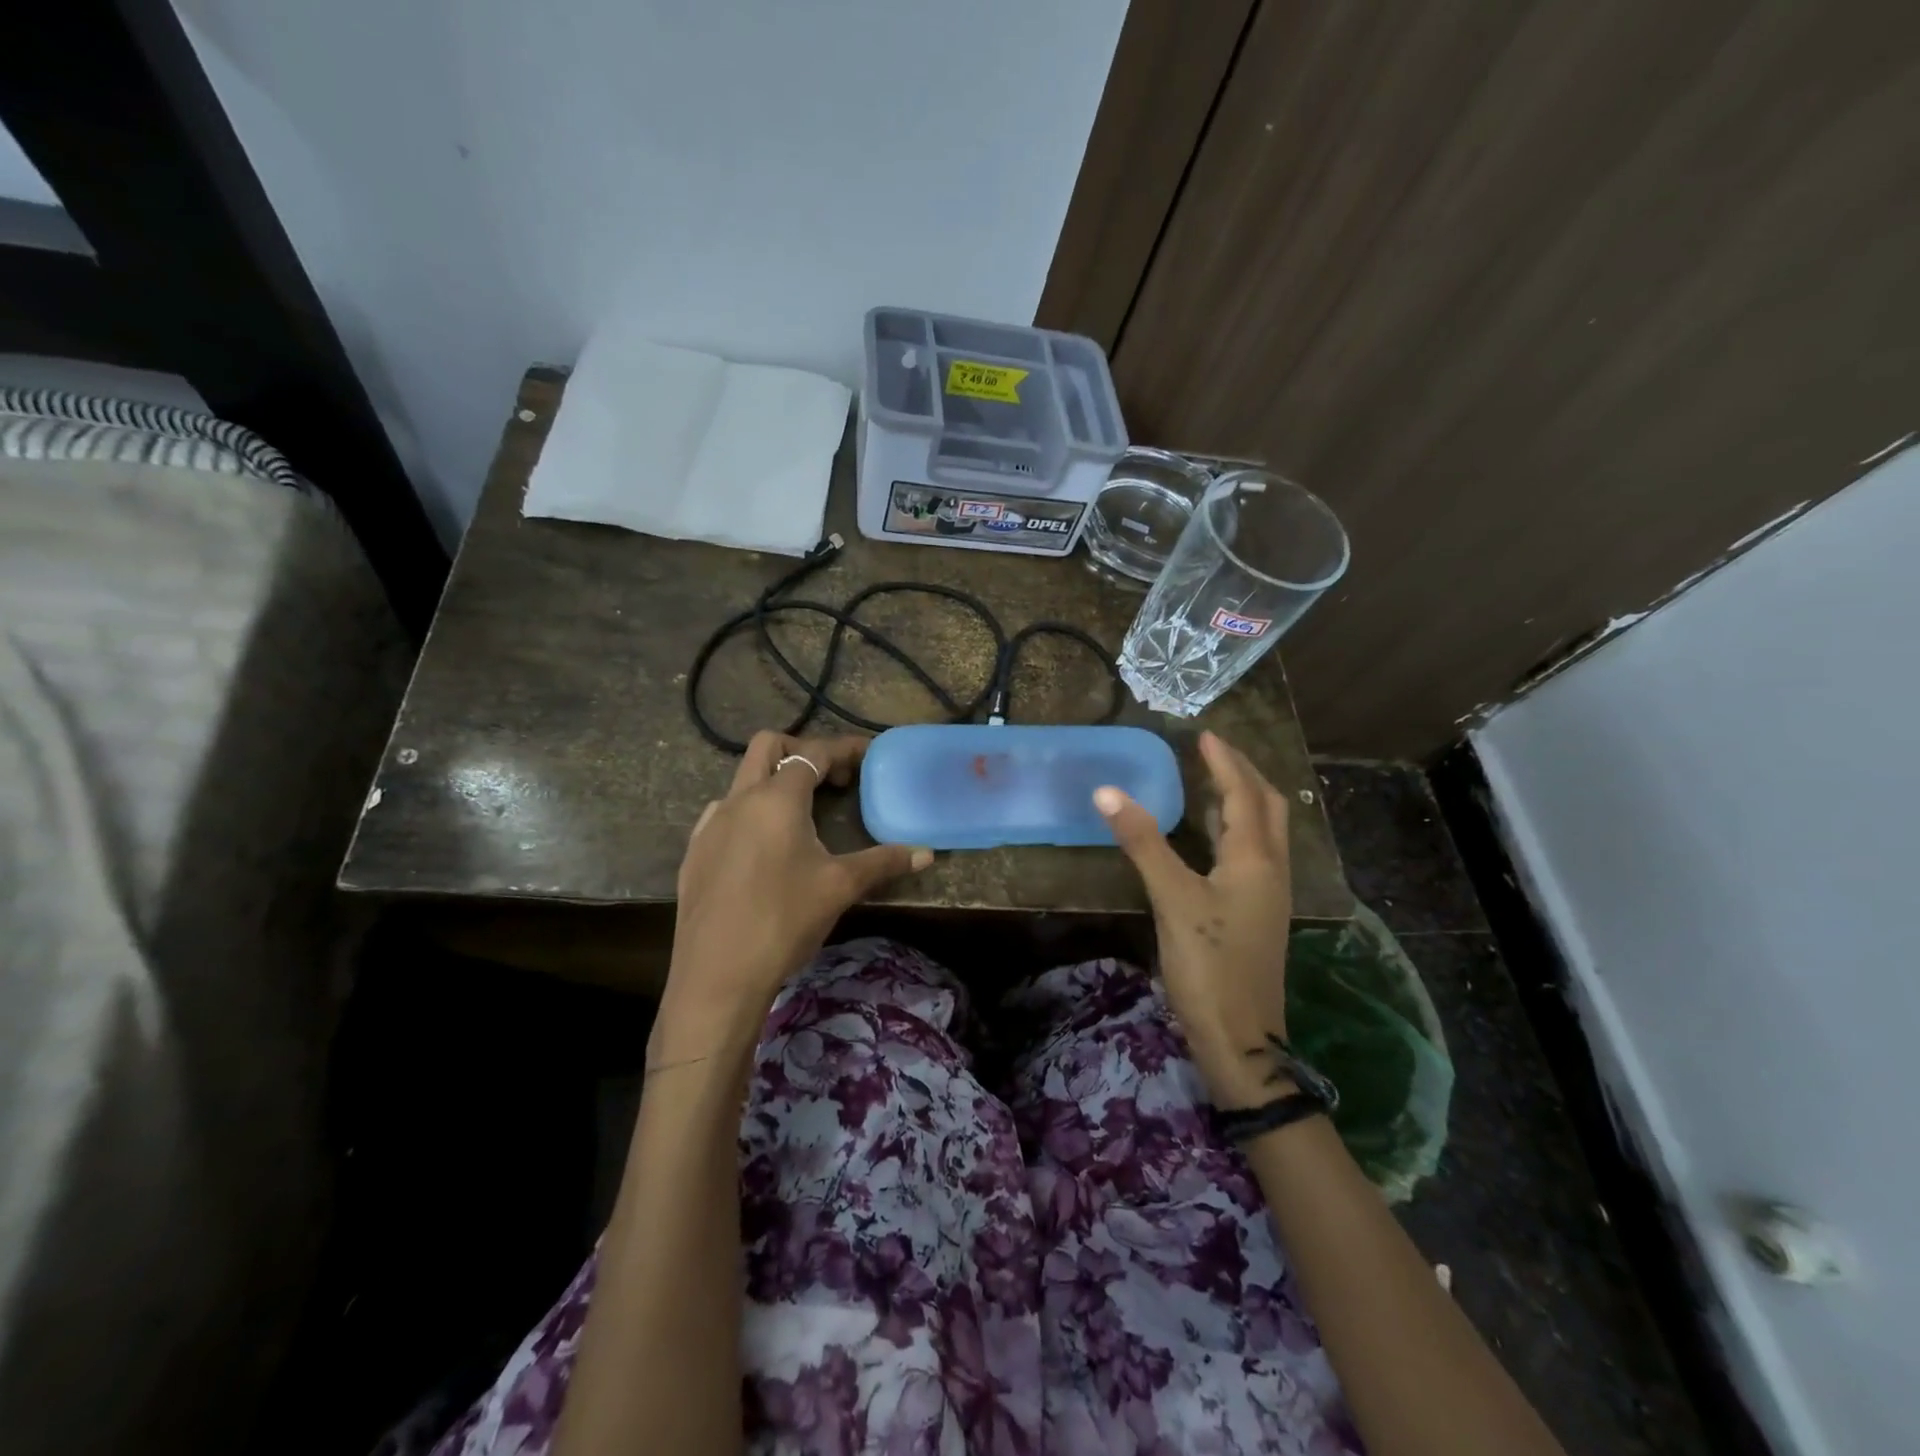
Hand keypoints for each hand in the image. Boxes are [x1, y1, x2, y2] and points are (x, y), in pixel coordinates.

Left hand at [651, 731, 930, 1068]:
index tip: (867, 755)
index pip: (813, 753)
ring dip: (774, 781)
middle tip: (831, 779)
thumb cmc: (784, 921)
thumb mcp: (840, 887)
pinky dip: (750, 811)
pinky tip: (764, 847)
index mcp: (776, 799)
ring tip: (802, 815)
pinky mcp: (695, 852)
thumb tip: (927, 853)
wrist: (717, 975)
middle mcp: (738, 800)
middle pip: (768, 746)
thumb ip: (883, 862)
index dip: (843, 748)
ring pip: (742, 779)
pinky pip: (724, 812)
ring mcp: (710, 825)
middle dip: (802, 750)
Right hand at [1094, 731, 1293, 1108]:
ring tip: (1210, 783)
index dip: (1225, 762)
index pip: (1244, 794)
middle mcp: (1272, 870)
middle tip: (1212, 753)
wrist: (1241, 1040)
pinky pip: (1252, 855)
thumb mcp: (1172, 899)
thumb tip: (1108, 792)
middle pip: (1267, 807)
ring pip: (1263, 833)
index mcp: (1256, 859)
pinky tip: (1210, 839)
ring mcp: (1268, 895)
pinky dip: (1234, 831)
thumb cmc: (1209, 965)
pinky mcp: (1257, 915)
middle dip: (1244, 775)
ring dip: (1241, 801)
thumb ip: (1143, 843)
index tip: (1204, 734)